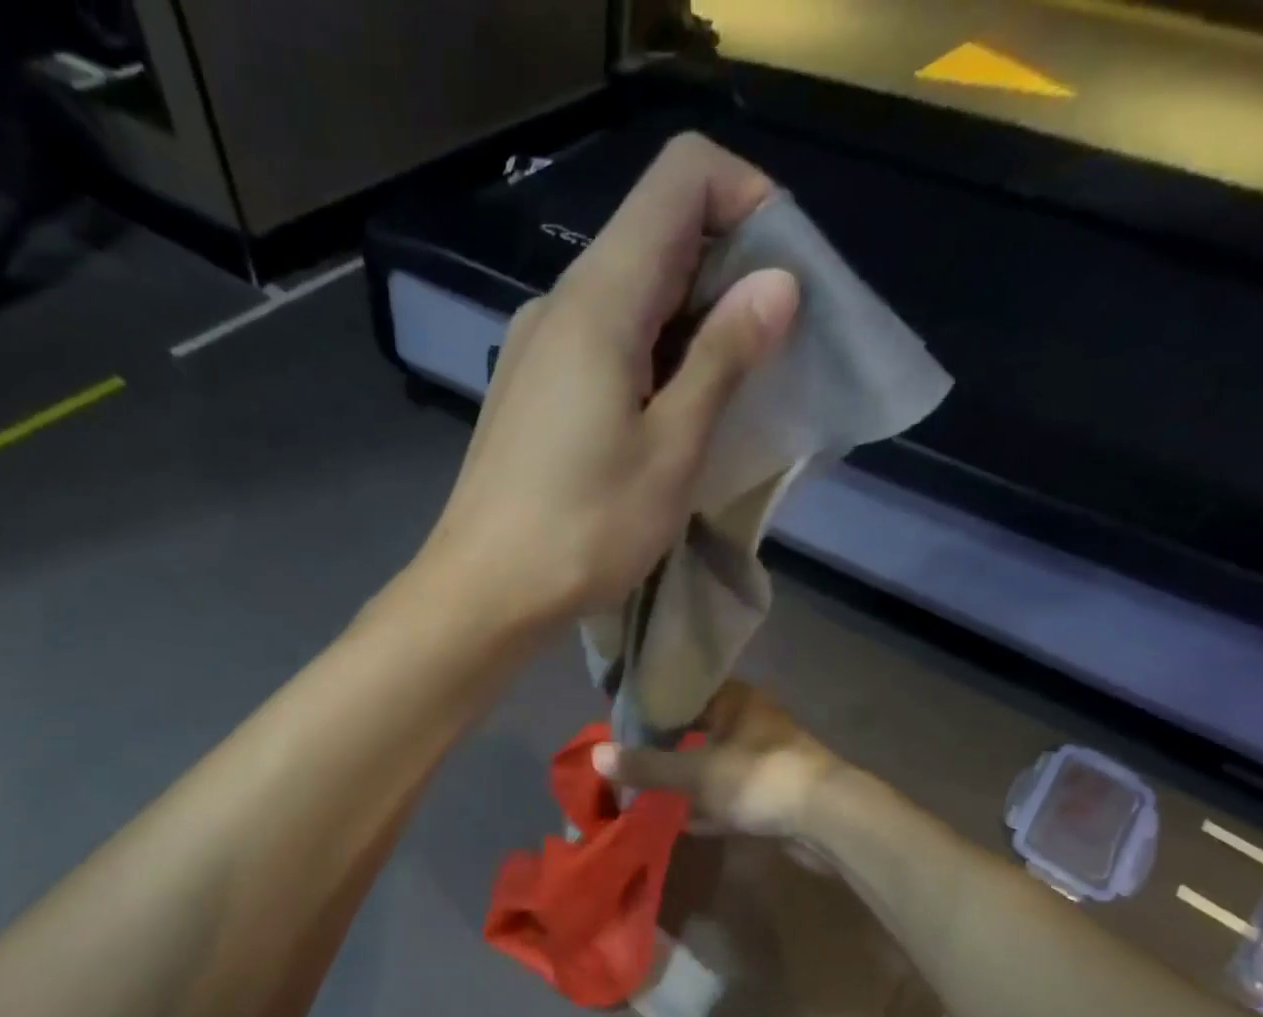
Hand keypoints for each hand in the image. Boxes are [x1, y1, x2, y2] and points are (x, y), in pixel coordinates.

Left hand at [420, 133, 799, 626]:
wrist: (482, 594)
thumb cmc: (583, 532)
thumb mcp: (671, 451)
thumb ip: (723, 359)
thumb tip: (776, 283)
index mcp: (598, 299)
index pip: (682, 176)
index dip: (747, 200)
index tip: (781, 280)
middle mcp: (558, 304)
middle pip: (655, 232)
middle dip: (726, 271)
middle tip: (766, 352)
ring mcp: (533, 348)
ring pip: (627, 293)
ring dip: (687, 324)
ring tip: (720, 397)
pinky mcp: (525, 391)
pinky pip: (597, 342)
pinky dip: (646, 357)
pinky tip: (660, 420)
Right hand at [590, 681, 841, 838]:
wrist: (829, 820)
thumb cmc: (759, 778)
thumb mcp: (695, 772)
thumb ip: (647, 765)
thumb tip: (595, 755)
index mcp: (737, 700)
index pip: (687, 689)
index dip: (655, 702)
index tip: (623, 717)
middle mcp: (751, 723)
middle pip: (699, 728)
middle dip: (667, 744)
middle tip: (629, 754)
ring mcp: (764, 760)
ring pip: (714, 763)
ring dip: (686, 777)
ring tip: (647, 786)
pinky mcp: (773, 794)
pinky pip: (729, 795)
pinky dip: (707, 806)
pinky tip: (681, 820)